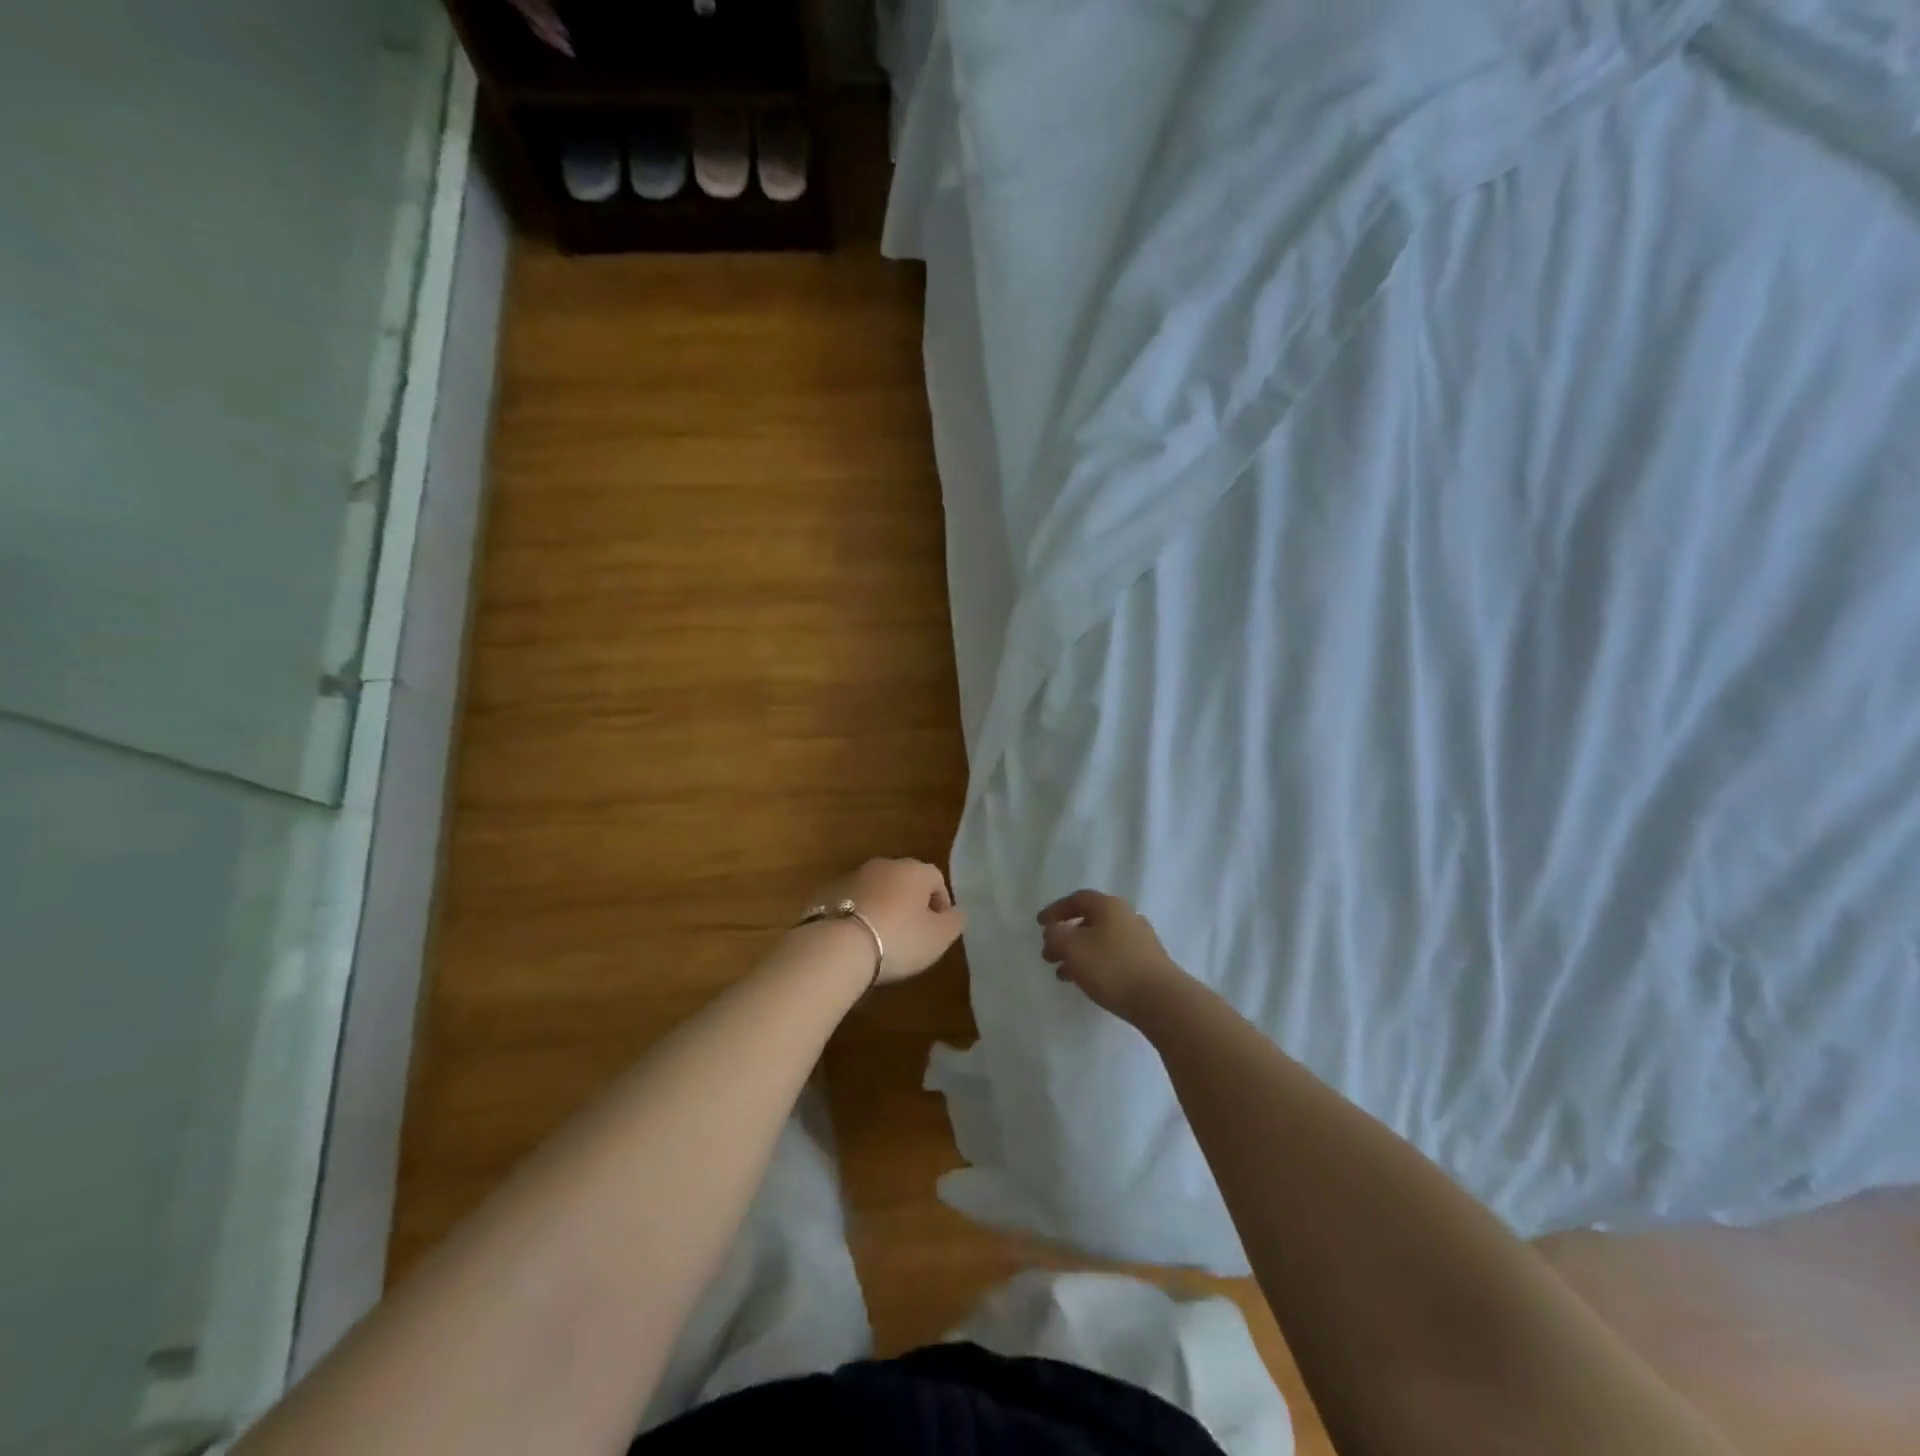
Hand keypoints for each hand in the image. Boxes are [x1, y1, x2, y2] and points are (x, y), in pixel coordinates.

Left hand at [808, 857, 965, 984]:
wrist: (836, 947)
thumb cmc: (898, 939)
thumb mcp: (939, 937)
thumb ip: (954, 922)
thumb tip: (955, 912)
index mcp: (913, 870)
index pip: (936, 878)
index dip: (941, 903)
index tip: (938, 928)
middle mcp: (883, 865)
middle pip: (904, 881)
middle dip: (910, 903)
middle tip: (911, 934)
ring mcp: (851, 876)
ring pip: (876, 890)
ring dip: (882, 908)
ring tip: (880, 940)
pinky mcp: (825, 893)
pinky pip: (850, 902)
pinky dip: (856, 915)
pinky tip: (855, 940)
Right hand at [1039, 890, 1184, 1021]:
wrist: (1161, 999)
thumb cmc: (1111, 967)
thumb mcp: (1072, 948)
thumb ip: (1055, 935)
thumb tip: (1054, 931)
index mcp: (1108, 905)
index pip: (1076, 900)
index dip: (1055, 910)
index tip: (1039, 924)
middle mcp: (1126, 915)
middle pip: (1089, 920)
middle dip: (1065, 936)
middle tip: (1049, 954)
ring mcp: (1140, 939)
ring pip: (1100, 940)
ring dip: (1079, 953)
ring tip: (1063, 974)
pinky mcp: (1148, 961)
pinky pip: (1113, 956)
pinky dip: (1095, 964)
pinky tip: (1087, 982)